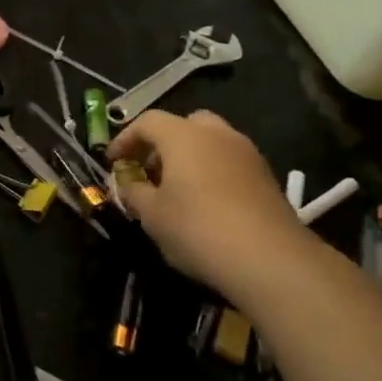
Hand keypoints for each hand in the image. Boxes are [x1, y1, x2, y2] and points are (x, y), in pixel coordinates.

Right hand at [109, 109, 308, 299]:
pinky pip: (229, 162)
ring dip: (189, 157)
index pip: (147, 122)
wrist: (269, 258)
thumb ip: (134, 191)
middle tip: (148, 171)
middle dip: (162, 143)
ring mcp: (247, 153)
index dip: (125, 139)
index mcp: (184, 136)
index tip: (113, 162)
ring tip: (175, 190)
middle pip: (184, 125)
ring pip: (211, 142)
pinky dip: (211, 171)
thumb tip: (129, 181)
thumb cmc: (197, 228)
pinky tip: (204, 203)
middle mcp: (218, 134)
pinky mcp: (265, 176)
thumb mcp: (151, 214)